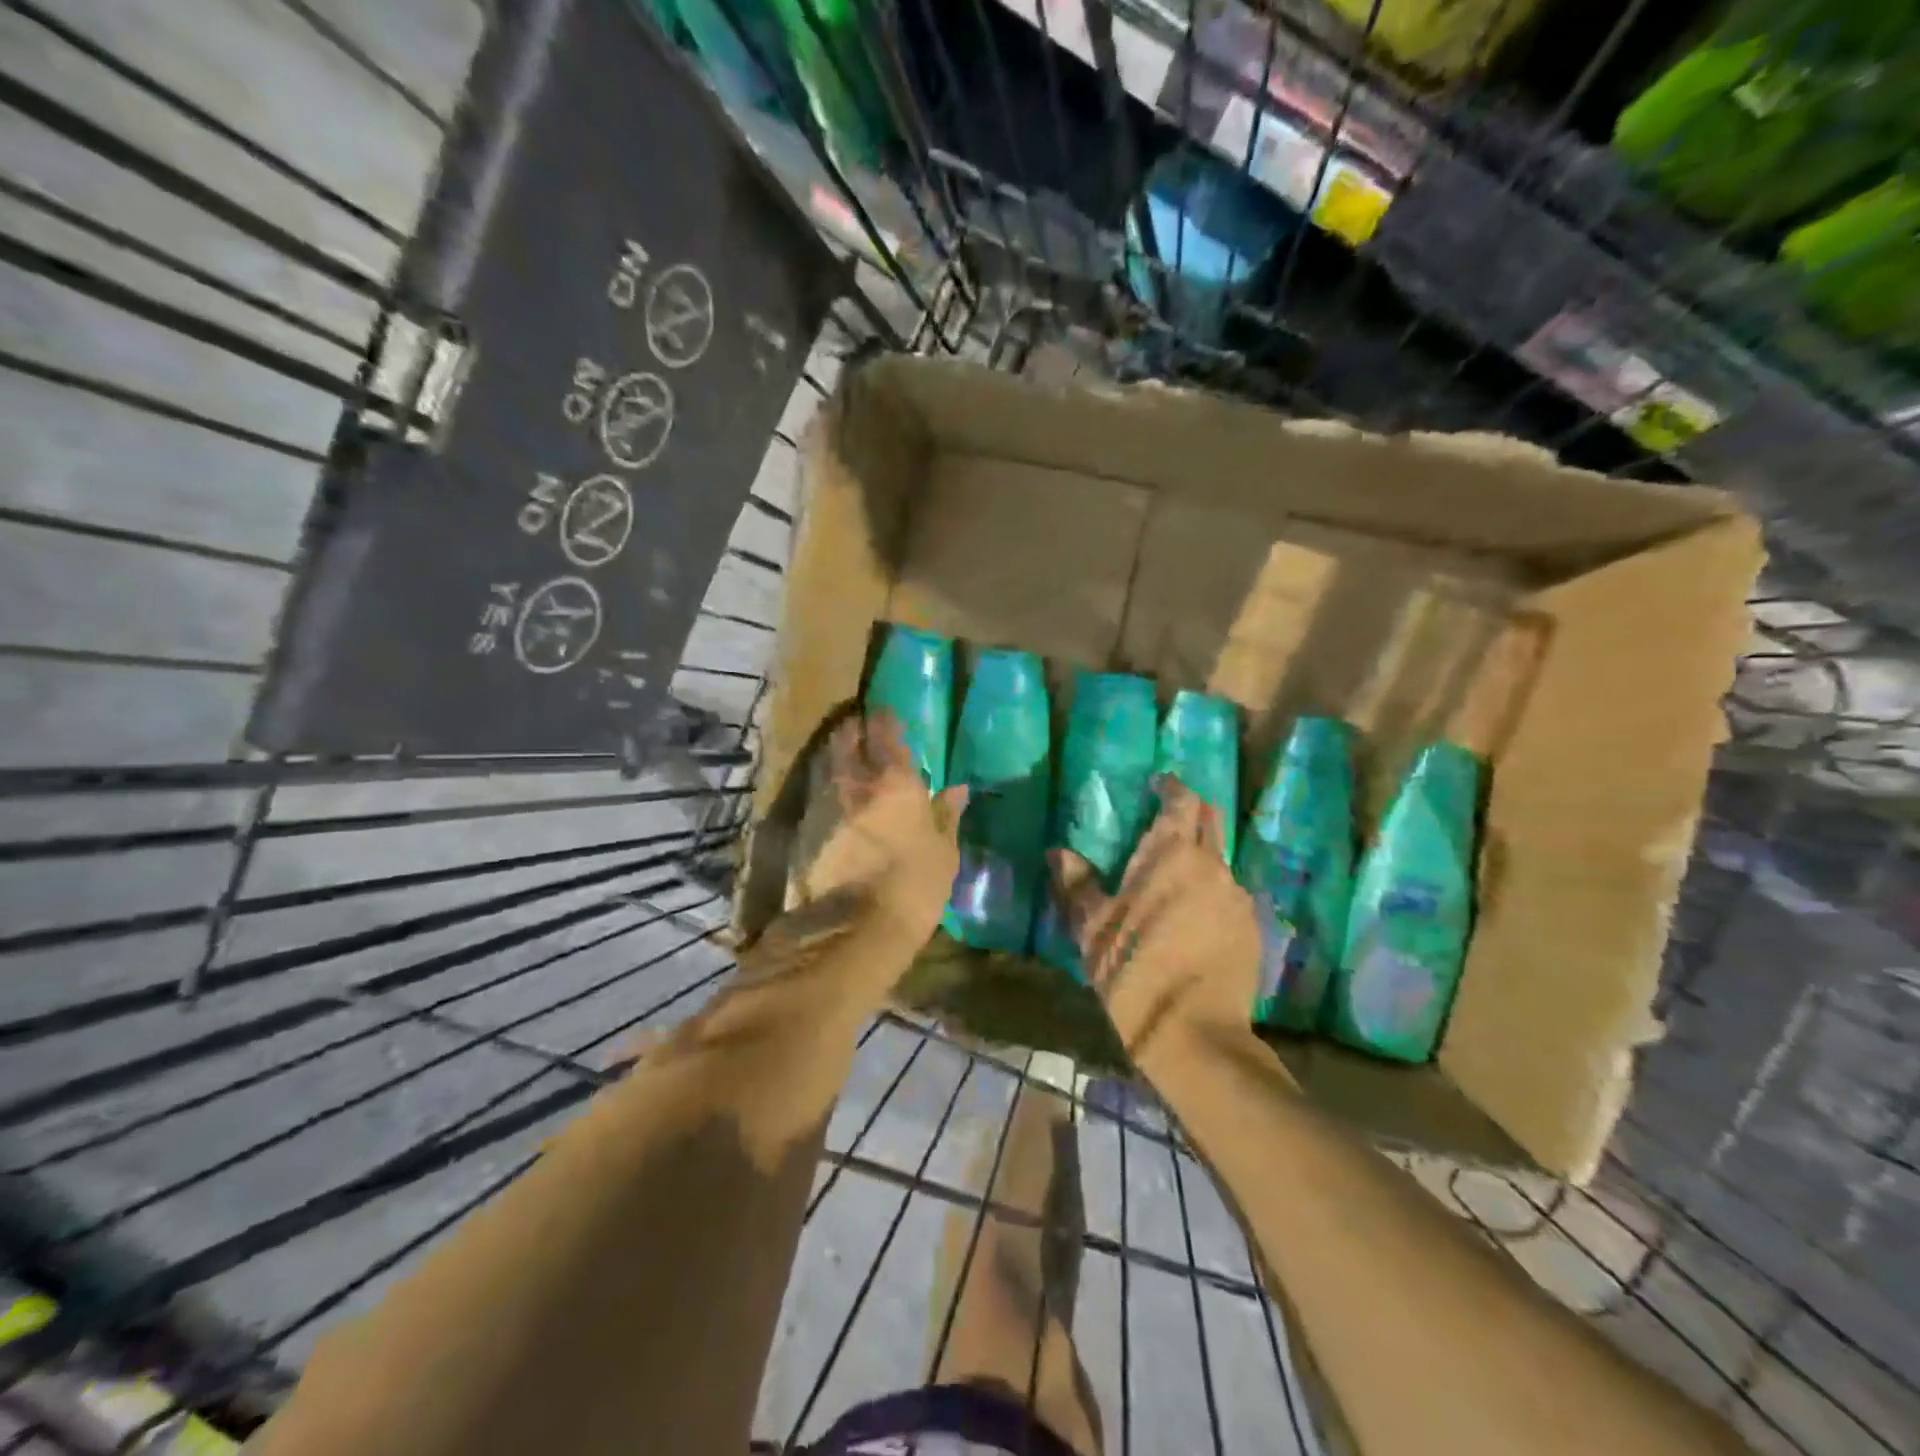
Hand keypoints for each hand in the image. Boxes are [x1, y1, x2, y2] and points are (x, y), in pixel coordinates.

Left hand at [791, 711, 968, 950]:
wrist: (852, 930)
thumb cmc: (913, 888)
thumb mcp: (943, 854)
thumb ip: (946, 816)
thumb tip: (958, 790)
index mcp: (896, 784)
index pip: (886, 737)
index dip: (885, 721)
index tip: (884, 712)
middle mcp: (855, 785)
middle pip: (846, 742)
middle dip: (852, 730)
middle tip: (857, 726)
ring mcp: (824, 806)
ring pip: (826, 766)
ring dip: (834, 756)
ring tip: (842, 755)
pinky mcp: (803, 831)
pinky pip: (815, 797)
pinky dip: (824, 790)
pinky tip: (831, 798)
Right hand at [1051, 781, 1260, 1067]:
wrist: (1197, 1035)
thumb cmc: (1136, 972)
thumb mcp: (1094, 930)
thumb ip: (1077, 885)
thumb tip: (1059, 853)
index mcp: (1173, 855)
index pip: (1182, 800)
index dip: (1172, 787)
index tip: (1157, 784)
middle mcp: (1213, 865)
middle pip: (1210, 820)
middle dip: (1192, 811)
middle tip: (1167, 817)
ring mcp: (1237, 897)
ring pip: (1221, 858)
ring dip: (1202, 853)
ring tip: (1176, 873)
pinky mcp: (1252, 928)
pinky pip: (1230, 893)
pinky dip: (1212, 888)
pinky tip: (1194, 914)